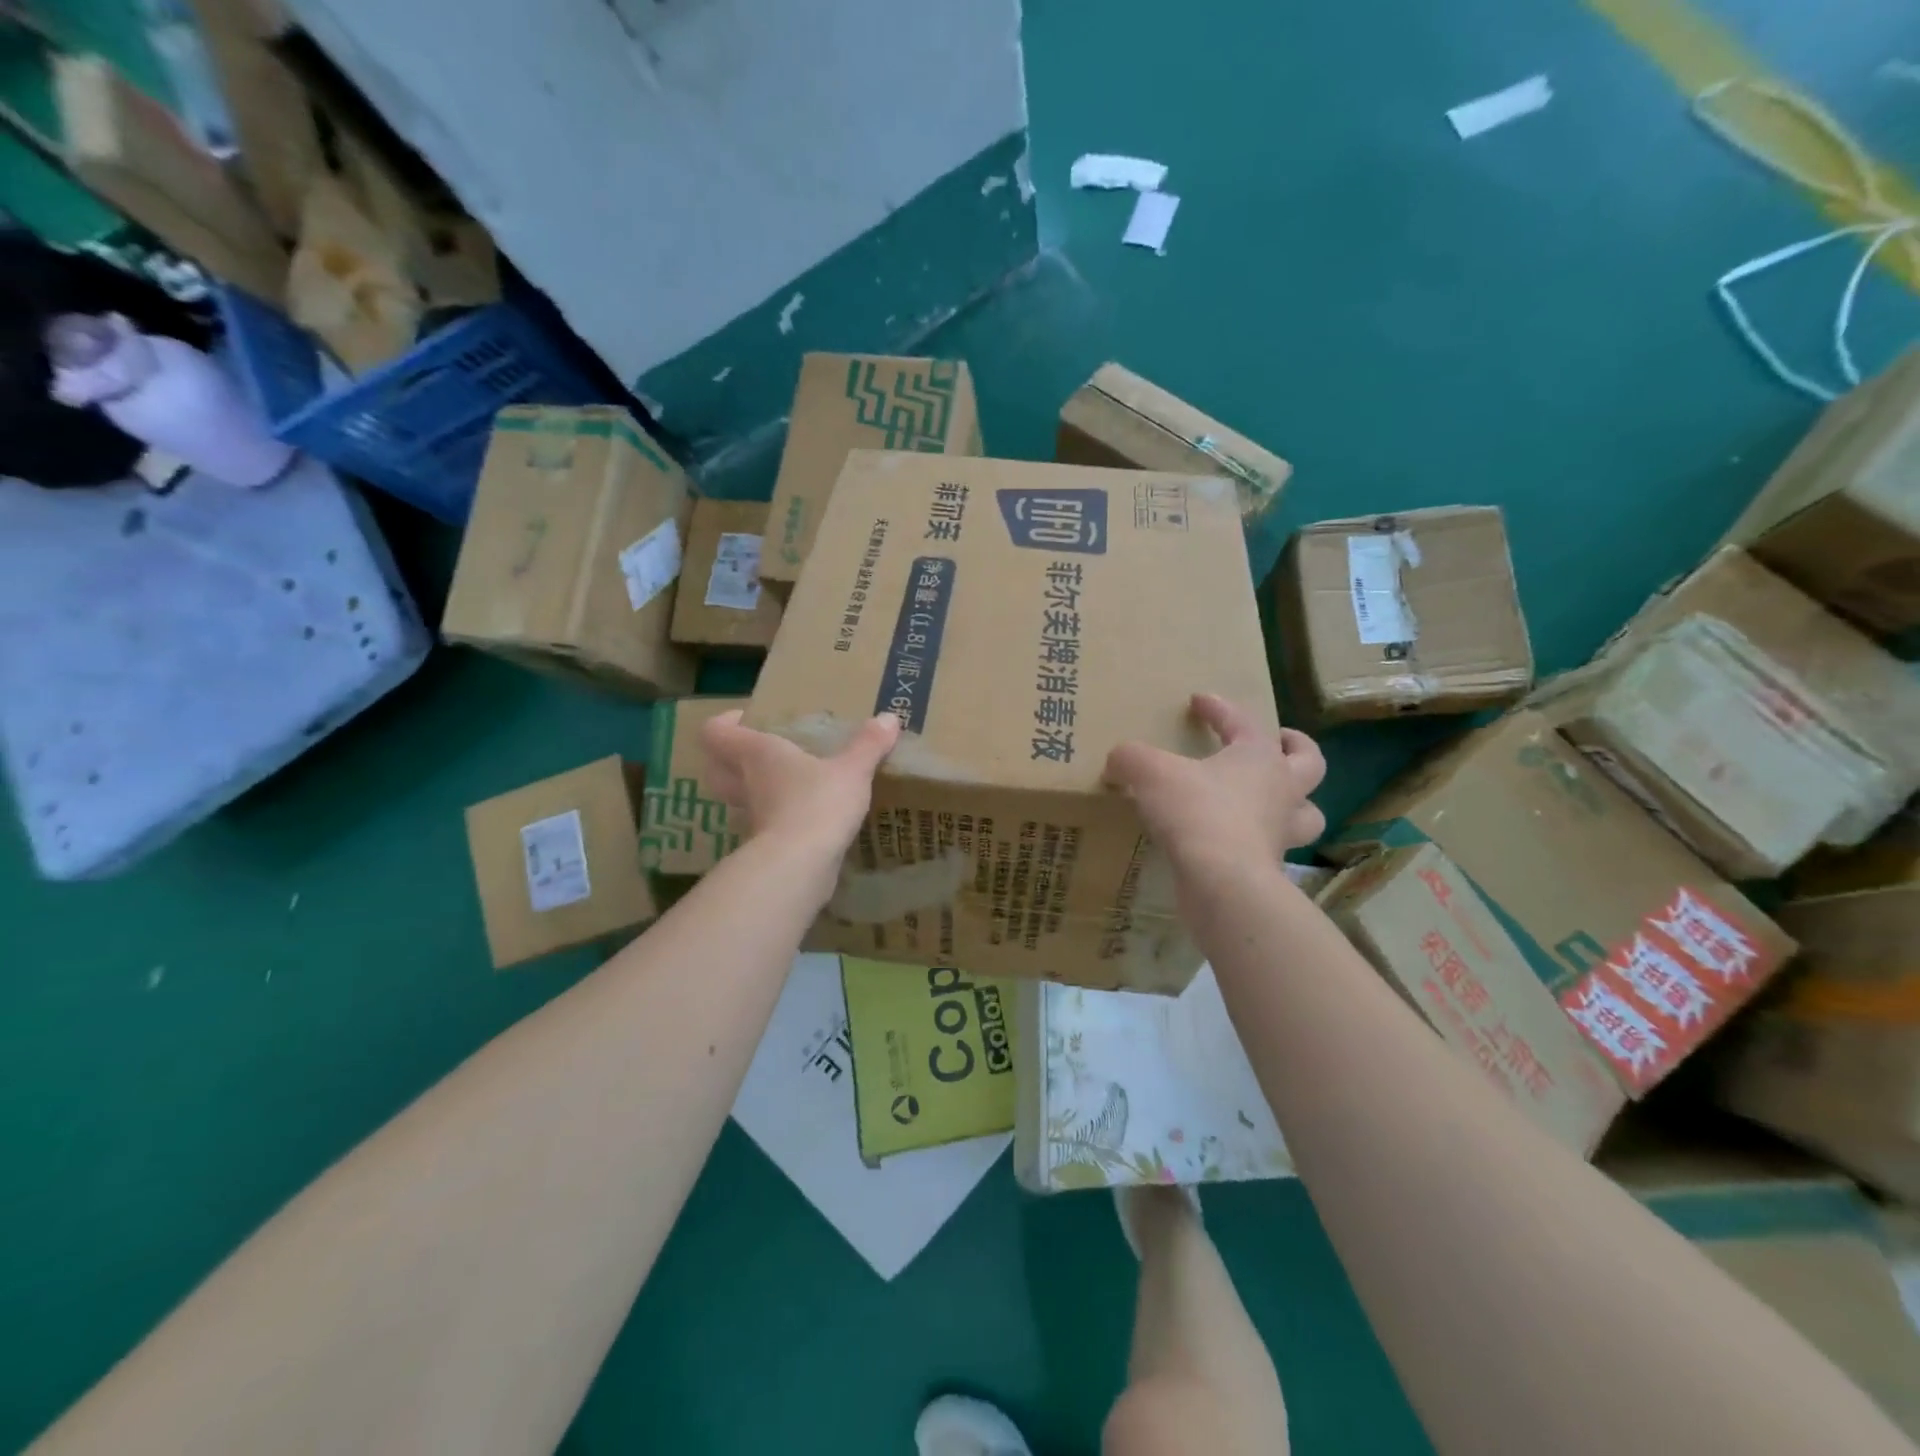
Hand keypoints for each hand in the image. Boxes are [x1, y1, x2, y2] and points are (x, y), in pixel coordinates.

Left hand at [701, 711, 900, 860]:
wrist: (801, 865)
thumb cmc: (818, 802)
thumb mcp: (852, 770)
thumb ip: (868, 745)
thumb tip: (889, 718)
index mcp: (756, 754)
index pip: (715, 733)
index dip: (724, 723)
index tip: (746, 719)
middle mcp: (745, 783)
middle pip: (714, 768)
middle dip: (728, 759)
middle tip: (760, 752)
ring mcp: (751, 818)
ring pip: (736, 800)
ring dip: (752, 791)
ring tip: (786, 785)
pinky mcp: (764, 847)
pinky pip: (762, 826)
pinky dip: (776, 821)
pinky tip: (804, 819)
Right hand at [1104, 694, 1325, 872]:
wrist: (1223, 882)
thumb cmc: (1196, 812)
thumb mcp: (1150, 773)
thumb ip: (1130, 758)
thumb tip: (1116, 762)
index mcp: (1259, 757)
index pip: (1242, 721)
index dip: (1218, 708)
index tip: (1198, 700)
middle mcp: (1281, 791)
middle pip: (1309, 762)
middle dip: (1296, 749)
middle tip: (1278, 742)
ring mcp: (1280, 832)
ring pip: (1305, 813)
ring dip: (1295, 804)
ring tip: (1271, 799)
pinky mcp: (1269, 868)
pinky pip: (1272, 848)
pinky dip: (1258, 841)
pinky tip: (1232, 841)